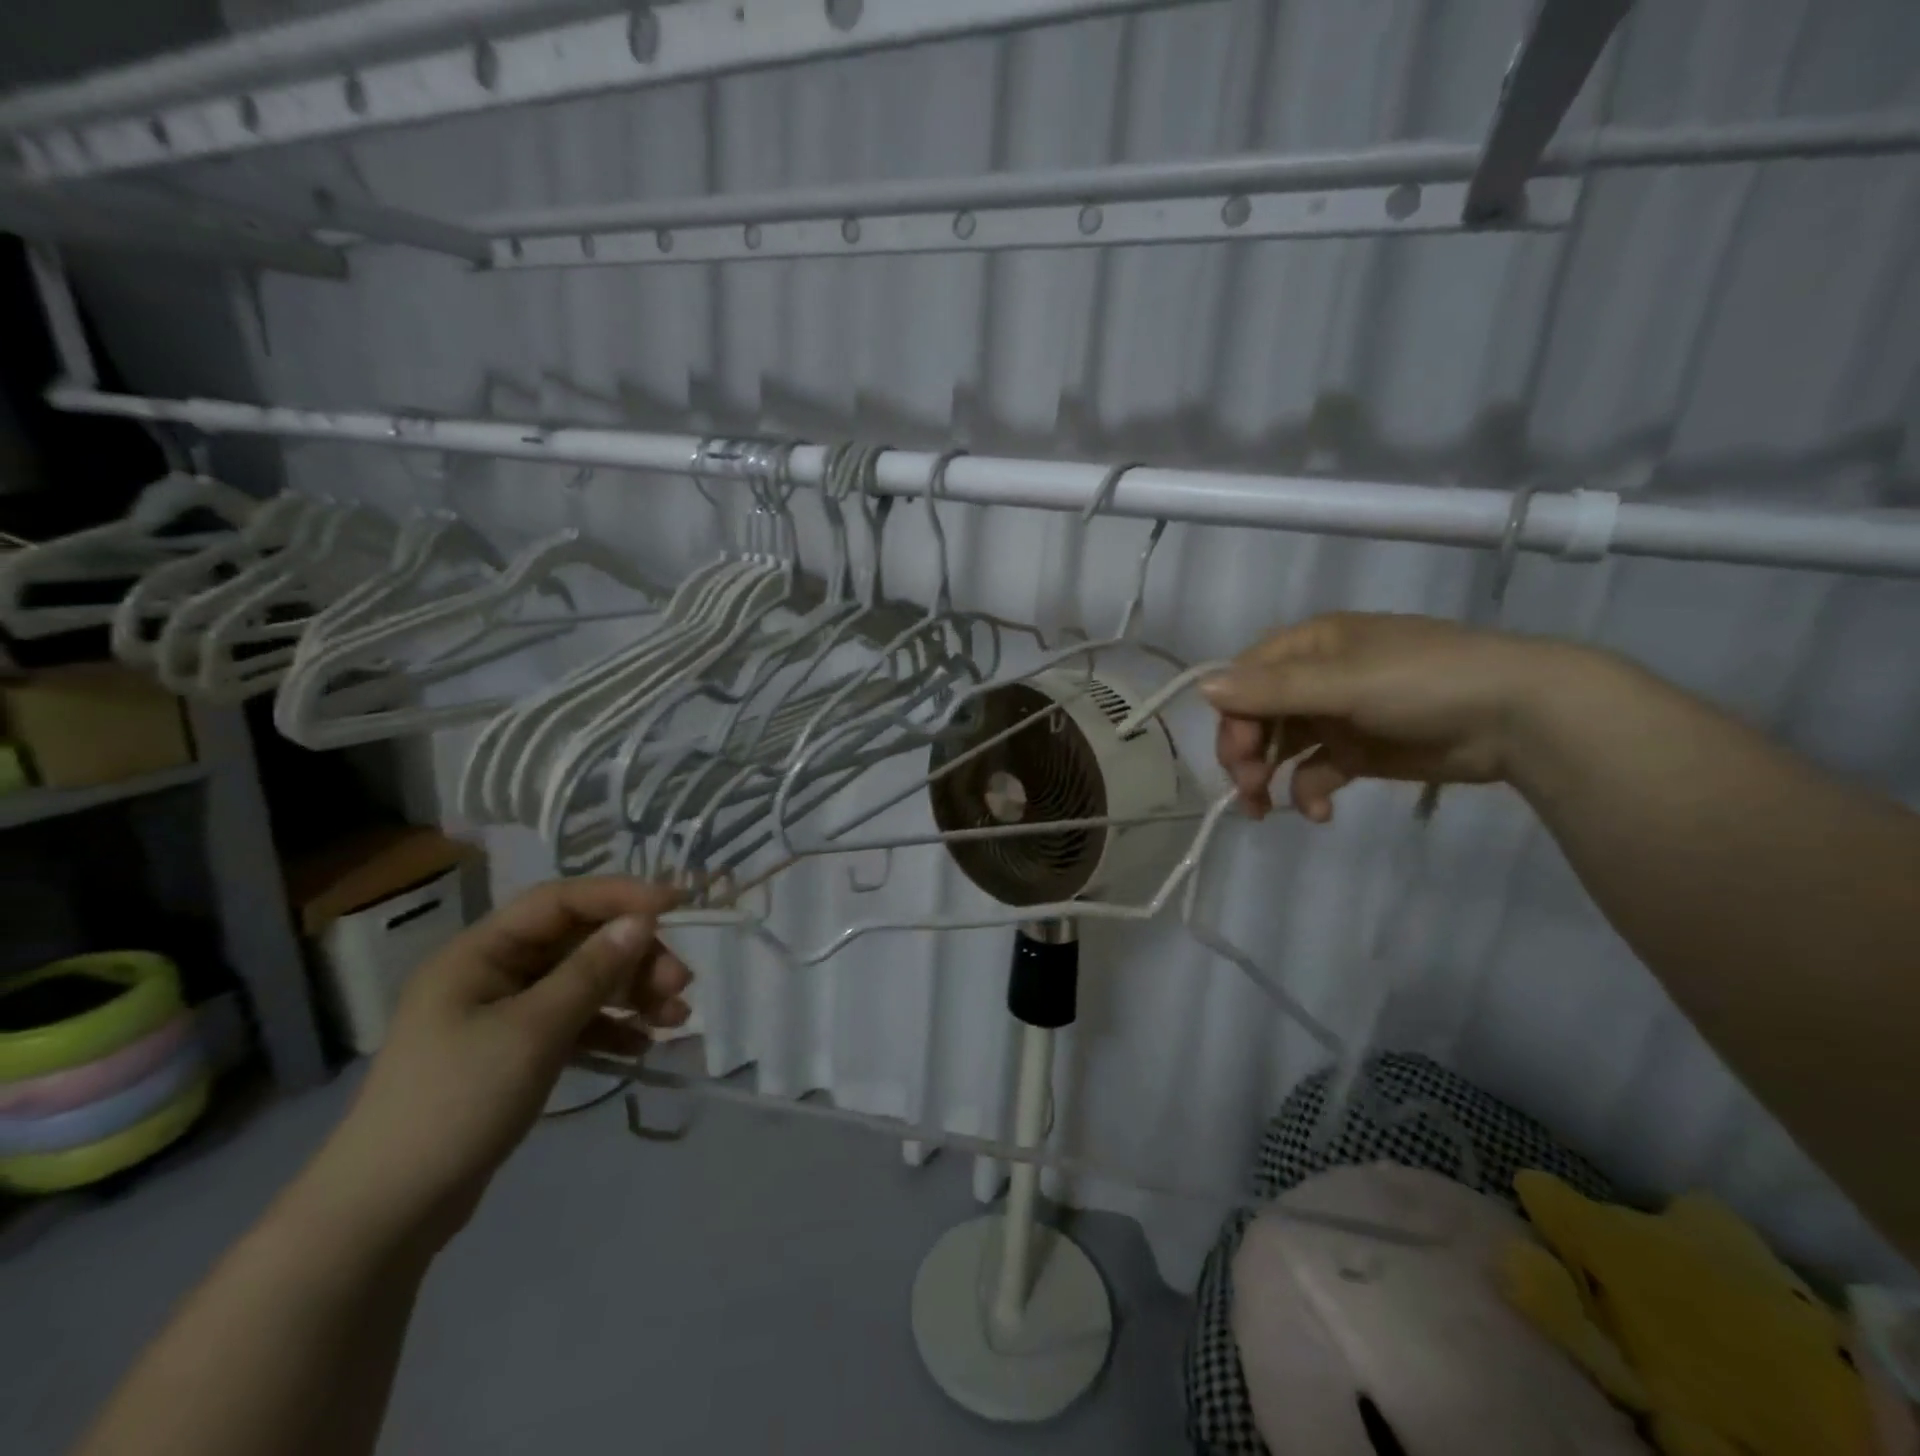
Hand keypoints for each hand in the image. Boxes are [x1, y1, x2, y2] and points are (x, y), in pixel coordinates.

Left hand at [315, 878, 690, 1247]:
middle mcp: (492, 972)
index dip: (621, 896)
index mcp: (481, 952)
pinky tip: (643, 1045)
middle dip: (634, 958)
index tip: (677, 905)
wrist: (387, 1213)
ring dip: (631, 993)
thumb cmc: (458, 1102)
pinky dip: (609, 1028)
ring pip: (583, 983)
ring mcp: (502, 1014)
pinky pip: (574, 1022)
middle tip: (681, 985)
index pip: (561, 901)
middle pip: (579, 943)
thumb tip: (642, 921)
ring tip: (675, 1018)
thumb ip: (591, 971)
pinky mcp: (514, 1051)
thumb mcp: (534, 1030)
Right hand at [1201, 613, 1564, 821]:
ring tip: (1264, 809)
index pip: (1245, 679)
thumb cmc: (1426, 682)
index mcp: (1310, 646)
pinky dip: (1308, 793)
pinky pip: (1314, 772)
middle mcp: (1315, 677)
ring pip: (1279, 747)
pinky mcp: (1356, 752)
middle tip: (1248, 788)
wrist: (1522, 717)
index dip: (1232, 716)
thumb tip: (1201, 689)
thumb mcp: (1344, 681)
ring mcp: (1336, 715)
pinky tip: (1319, 812)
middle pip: (1257, 716)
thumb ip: (1272, 689)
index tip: (1237, 754)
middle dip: (1246, 753)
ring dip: (1266, 777)